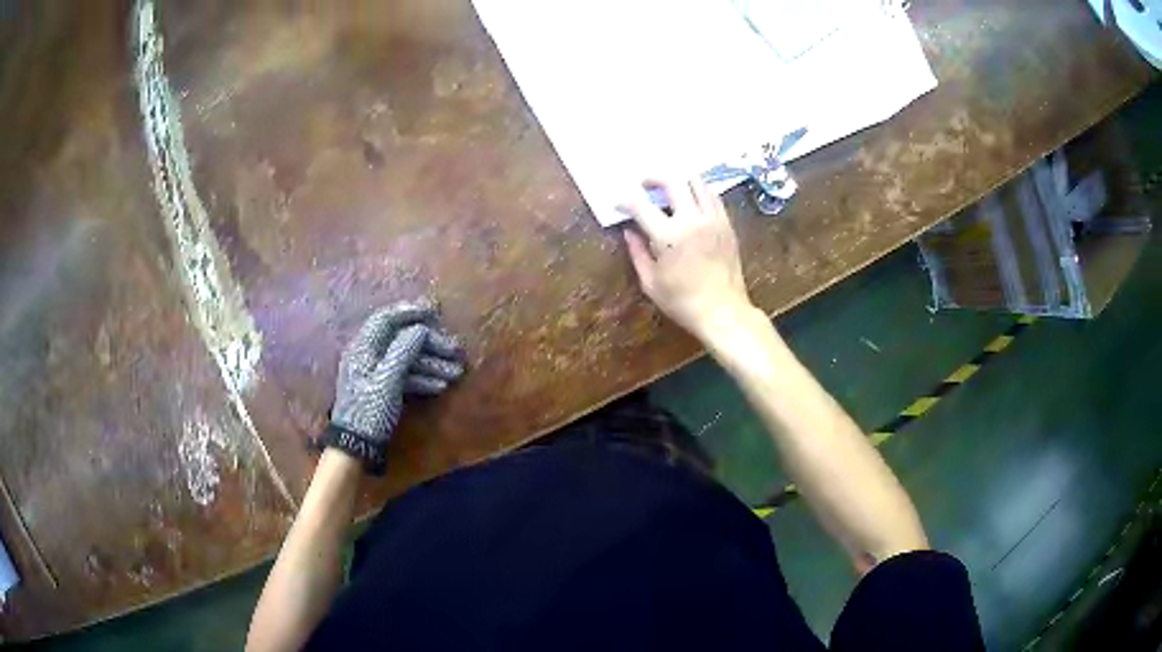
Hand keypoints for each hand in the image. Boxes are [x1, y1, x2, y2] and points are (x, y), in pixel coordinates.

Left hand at [327, 298, 464, 471]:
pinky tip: (440, 387)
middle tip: (455, 351)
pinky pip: (404, 376)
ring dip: (431, 364)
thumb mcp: (388, 380)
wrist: (356, 447)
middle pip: (401, 340)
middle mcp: (368, 355)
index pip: (387, 319)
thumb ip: (404, 350)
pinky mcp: (382, 390)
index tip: (435, 312)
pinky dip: (422, 379)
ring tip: (455, 373)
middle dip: (430, 345)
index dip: (411, 312)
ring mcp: (375, 373)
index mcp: (364, 347)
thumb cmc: (369, 411)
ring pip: (406, 360)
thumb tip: (420, 329)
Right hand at [619, 178, 754, 342]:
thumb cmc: (682, 301)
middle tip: (644, 184)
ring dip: (678, 180)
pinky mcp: (727, 224)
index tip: (619, 204)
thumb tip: (629, 231)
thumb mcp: (650, 282)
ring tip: (669, 189)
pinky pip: (712, 196)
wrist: (723, 311)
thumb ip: (637, 252)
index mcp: (668, 236)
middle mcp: (692, 220)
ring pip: (696, 182)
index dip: (625, 201)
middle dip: (653, 178)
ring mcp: (713, 219)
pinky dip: (698, 192)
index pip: (641, 205)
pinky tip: (691, 201)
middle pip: (671, 180)